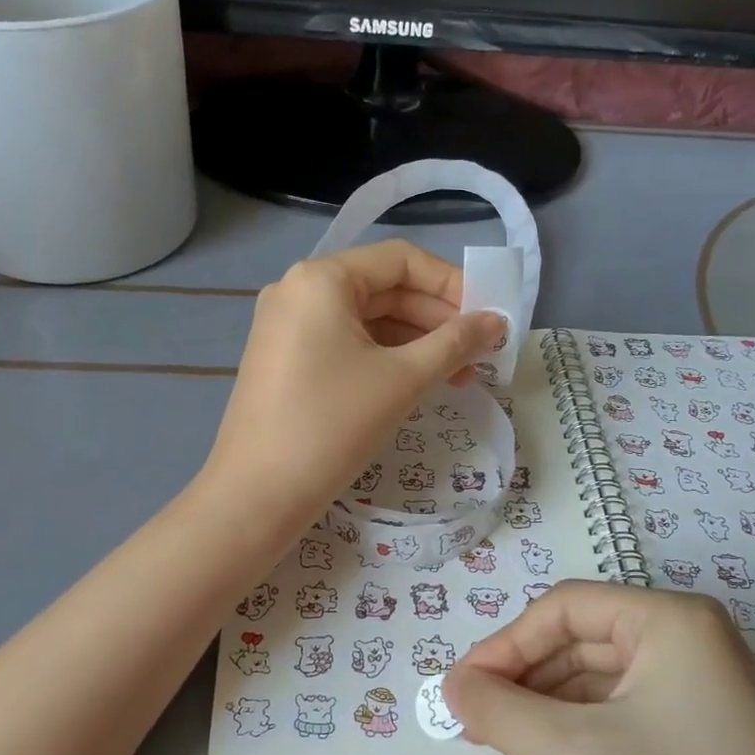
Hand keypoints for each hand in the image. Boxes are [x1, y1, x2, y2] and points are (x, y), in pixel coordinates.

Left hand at [203, 241, 503, 529]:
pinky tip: (417, 383)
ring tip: (460, 376)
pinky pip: (345, 344)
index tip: (488, 316)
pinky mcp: (285, 360)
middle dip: (437, 320)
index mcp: (322, 279)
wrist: (257, 494)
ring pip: (366, 321)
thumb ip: (455, 343)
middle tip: (482, 352)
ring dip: (416, 344)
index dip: (451, 284)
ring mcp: (287, 327)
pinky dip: (384, 359)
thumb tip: (497, 321)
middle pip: (383, 289)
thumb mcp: (402, 380)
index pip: (400, 260)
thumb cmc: (332, 425)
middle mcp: (298, 291)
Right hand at [443, 583, 754, 754]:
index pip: (564, 608)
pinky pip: (628, 723)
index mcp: (673, 621)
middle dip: (526, 690)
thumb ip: (502, 712)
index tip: (459, 692)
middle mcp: (696, 644)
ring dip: (550, 725)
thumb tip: (451, 686)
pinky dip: (585, 748)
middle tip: (480, 733)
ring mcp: (709, 695)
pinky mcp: (713, 743)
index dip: (504, 645)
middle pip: (582, 646)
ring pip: (601, 690)